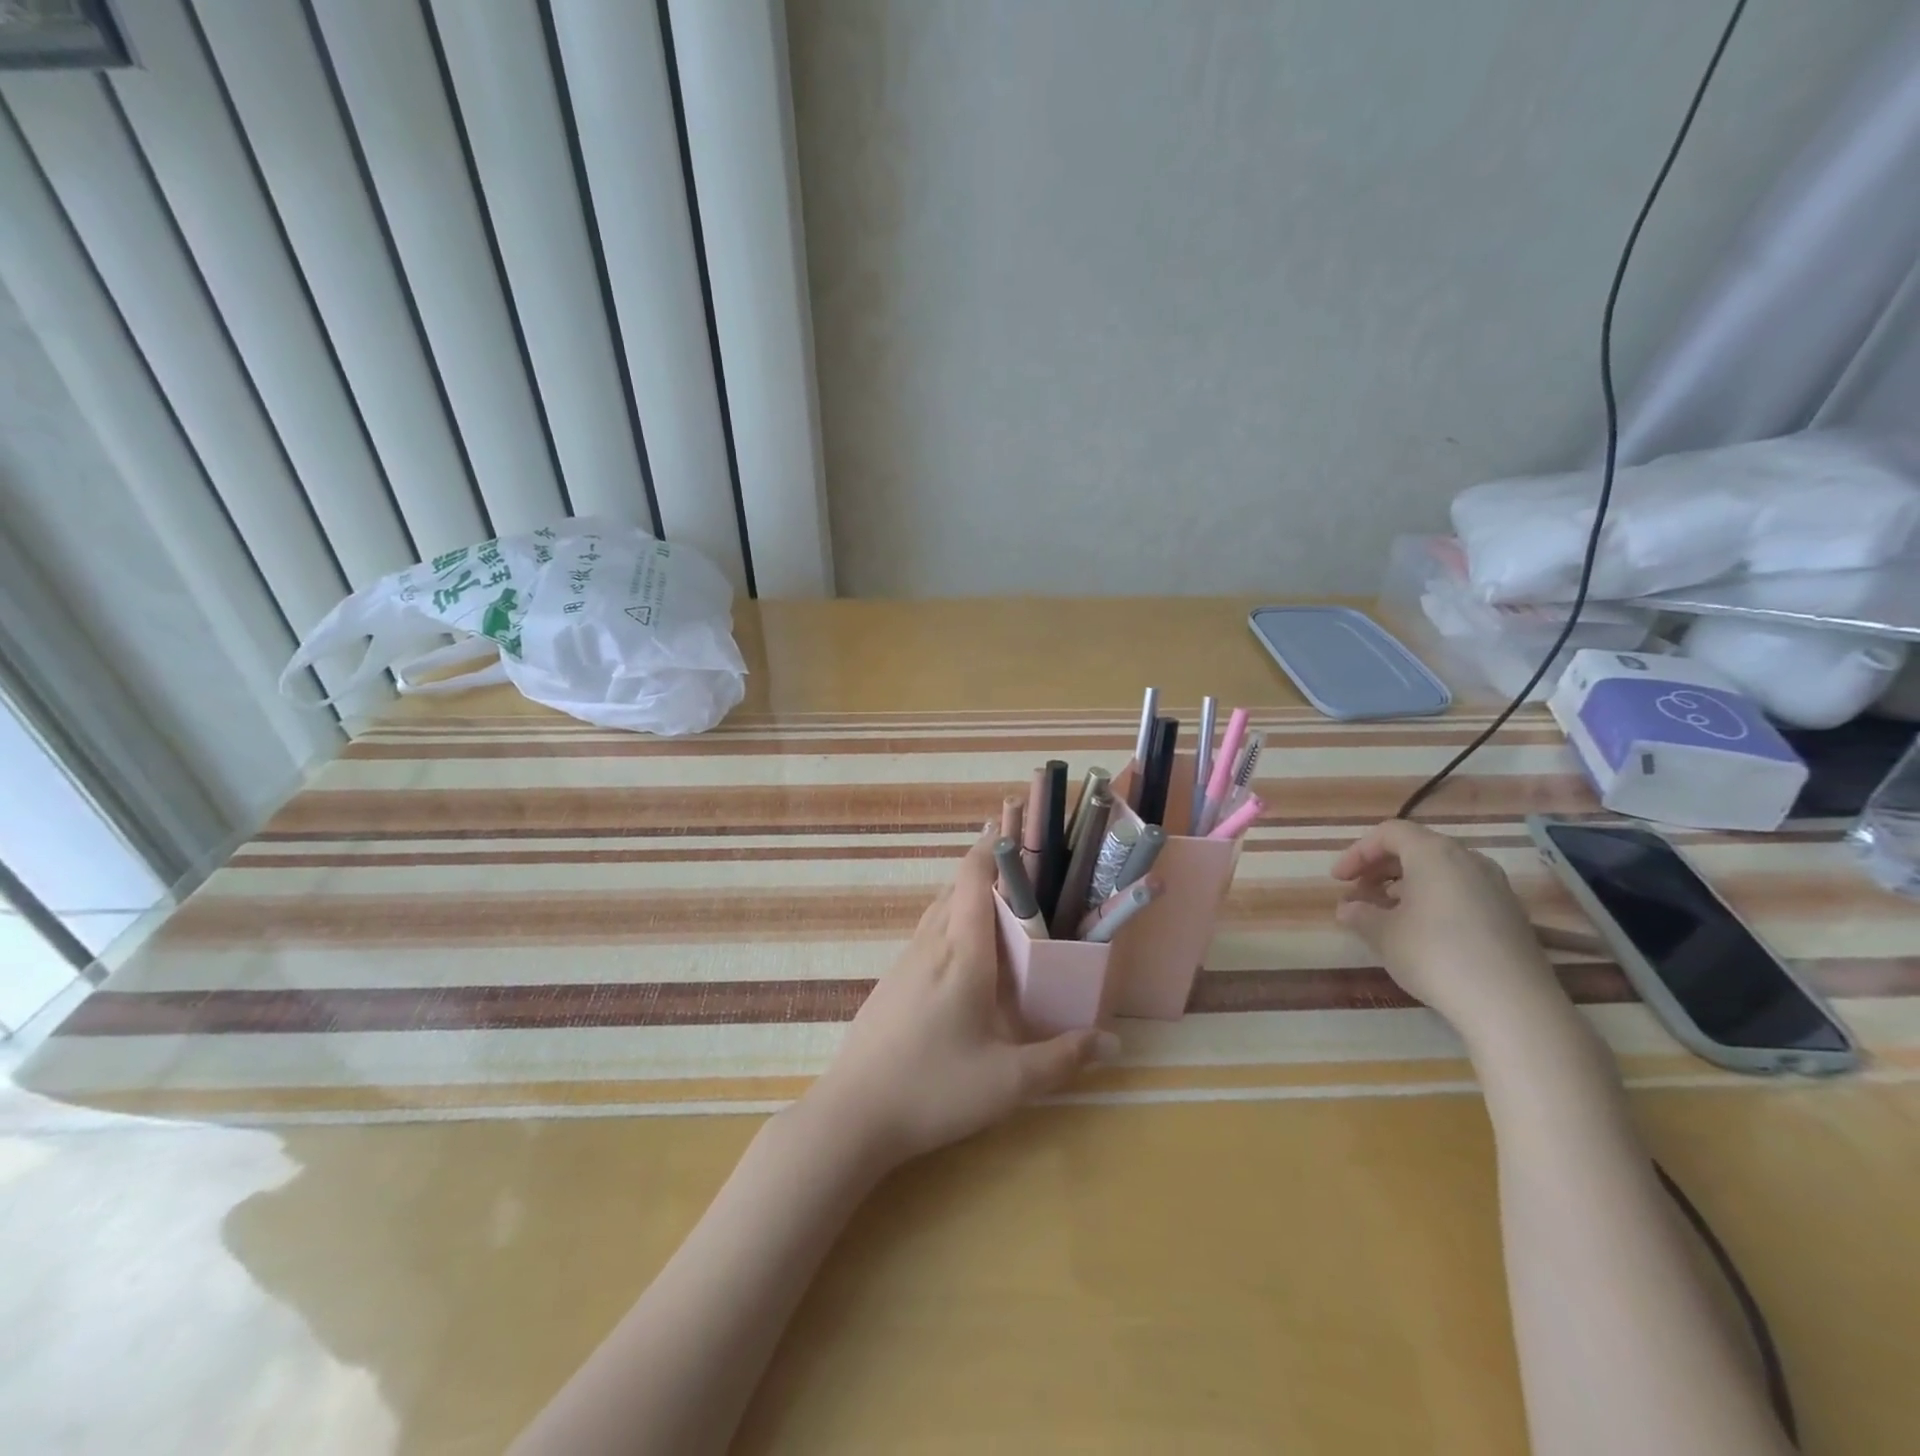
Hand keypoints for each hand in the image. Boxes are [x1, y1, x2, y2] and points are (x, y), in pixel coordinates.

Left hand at [809, 829, 1116, 1167]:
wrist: (853, 1114)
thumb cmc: (934, 1089)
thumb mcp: (1009, 1082)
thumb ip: (1063, 1058)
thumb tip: (1113, 1042)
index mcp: (962, 953)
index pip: (974, 878)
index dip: (993, 844)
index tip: (1014, 821)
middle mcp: (932, 944)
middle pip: (957, 886)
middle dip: (986, 863)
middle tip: (1024, 858)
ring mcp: (906, 961)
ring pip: (939, 908)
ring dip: (967, 891)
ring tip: (1000, 894)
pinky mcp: (893, 981)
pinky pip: (928, 932)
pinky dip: (951, 918)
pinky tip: (965, 948)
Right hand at [1331, 820, 1566, 1037]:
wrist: (1512, 1005)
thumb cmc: (1435, 955)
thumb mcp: (1382, 934)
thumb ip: (1359, 914)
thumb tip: (1348, 908)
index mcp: (1435, 853)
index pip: (1389, 833)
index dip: (1357, 852)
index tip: (1338, 880)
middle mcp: (1469, 860)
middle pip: (1417, 848)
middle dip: (1380, 868)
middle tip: (1358, 893)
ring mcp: (1496, 887)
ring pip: (1441, 871)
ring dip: (1406, 885)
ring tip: (1386, 913)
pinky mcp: (1511, 915)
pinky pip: (1462, 892)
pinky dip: (1434, 899)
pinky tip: (1422, 931)